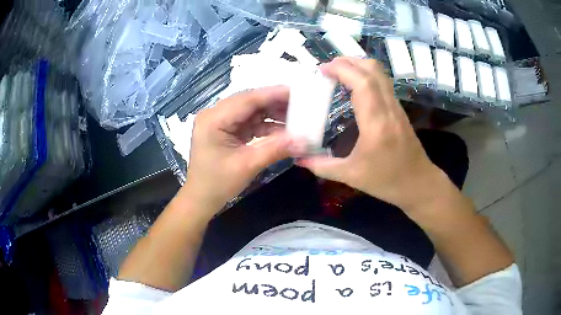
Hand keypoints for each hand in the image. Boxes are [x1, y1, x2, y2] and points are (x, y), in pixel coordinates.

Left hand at [180, 86, 293, 216]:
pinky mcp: (226, 129)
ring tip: (296, 117)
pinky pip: (249, 121)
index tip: (297, 92)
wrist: (201, 198)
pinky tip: (283, 129)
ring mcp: (220, 121)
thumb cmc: (218, 184)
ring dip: (272, 113)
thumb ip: (275, 149)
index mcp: (213, 119)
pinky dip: (266, 125)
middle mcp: (215, 114)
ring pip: (251, 110)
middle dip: (275, 102)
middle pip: (249, 102)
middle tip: (301, 104)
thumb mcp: (247, 165)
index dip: (273, 94)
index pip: (247, 100)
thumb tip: (304, 141)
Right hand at [298, 58, 453, 213]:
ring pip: (380, 73)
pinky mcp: (399, 109)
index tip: (322, 70)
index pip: (362, 83)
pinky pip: (383, 82)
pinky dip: (366, 75)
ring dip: (358, 66)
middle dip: (348, 61)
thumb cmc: (387, 181)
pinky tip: (354, 87)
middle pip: (372, 70)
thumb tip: (299, 159)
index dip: (341, 69)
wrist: (419, 183)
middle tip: (328, 68)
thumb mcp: (351, 176)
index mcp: (376, 123)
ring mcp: (396, 107)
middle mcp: (388, 108)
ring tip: (338, 73)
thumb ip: (323, 167)